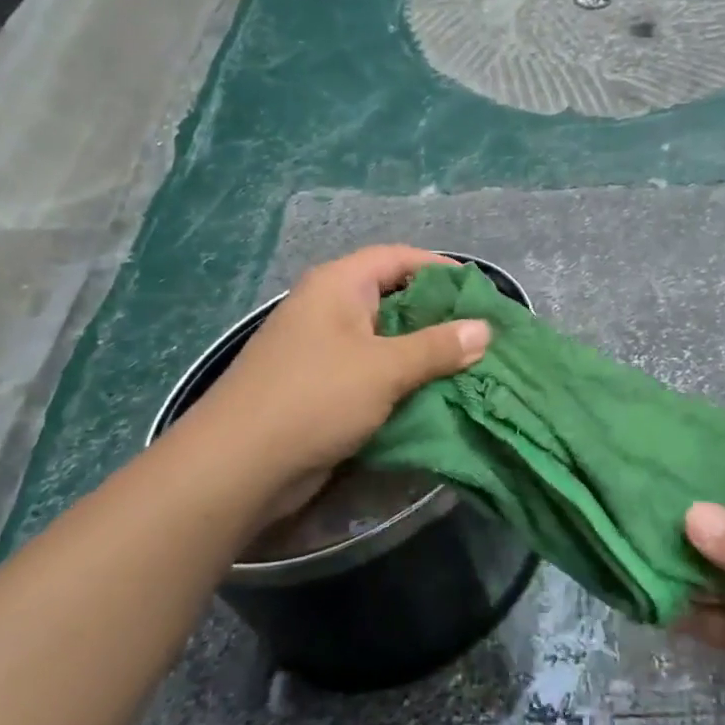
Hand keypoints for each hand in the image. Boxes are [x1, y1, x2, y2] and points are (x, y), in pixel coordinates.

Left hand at [172, 245, 489, 518]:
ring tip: (470, 365)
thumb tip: (484, 329)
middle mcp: (329, 309)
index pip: (398, 258)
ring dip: (424, 353)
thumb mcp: (385, 367)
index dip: (440, 268)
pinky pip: (373, 373)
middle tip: (483, 333)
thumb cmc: (315, 398)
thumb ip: (438, 347)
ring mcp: (323, 350)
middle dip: (438, 316)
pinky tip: (436, 395)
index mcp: (338, 286)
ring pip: (385, 340)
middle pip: (394, 299)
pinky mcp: (323, 388)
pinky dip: (404, 380)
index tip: (480, 290)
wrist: (239, 466)